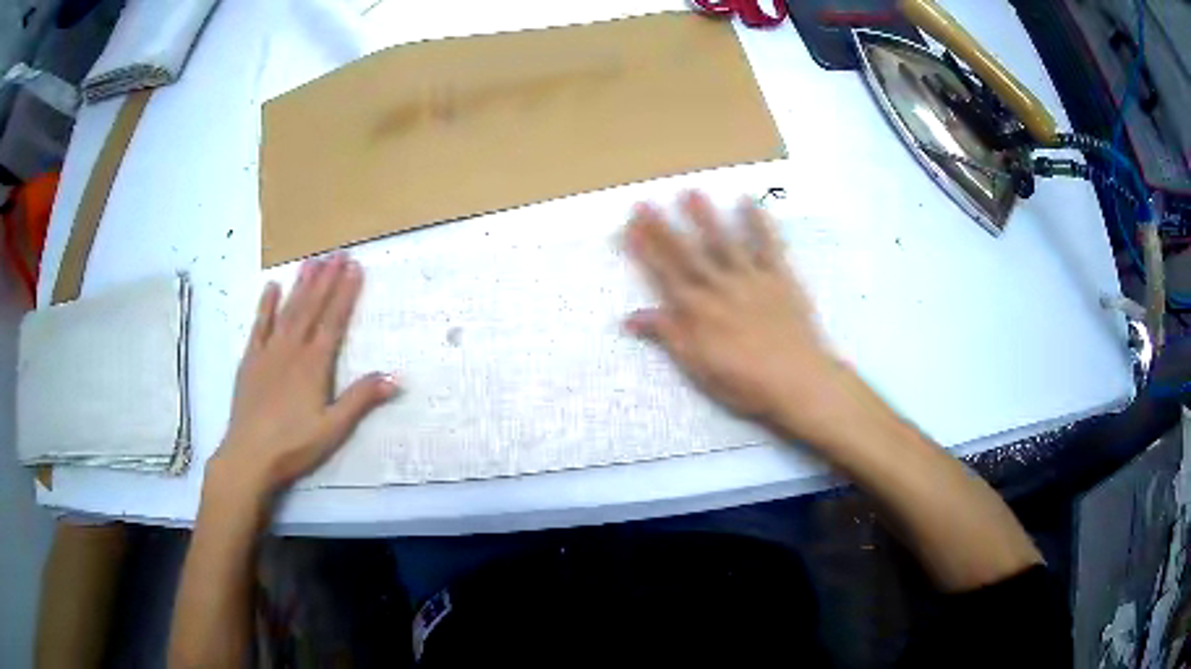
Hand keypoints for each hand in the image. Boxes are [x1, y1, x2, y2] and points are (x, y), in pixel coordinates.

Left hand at [212, 253, 398, 498]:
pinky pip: (258, 326)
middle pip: (311, 308)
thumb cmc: (294, 445)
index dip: (345, 293)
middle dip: (326, 279)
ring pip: (287, 311)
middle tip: (338, 253)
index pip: (333, 321)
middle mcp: (291, 349)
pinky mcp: (250, 360)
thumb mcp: (333, 428)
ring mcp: (268, 352)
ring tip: (312, 261)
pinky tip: (270, 287)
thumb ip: (361, 400)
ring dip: (300, 285)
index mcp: (314, 365)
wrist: (249, 455)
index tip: (355, 268)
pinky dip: (265, 305)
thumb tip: (395, 377)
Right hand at [625, 191, 849, 445]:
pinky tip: (749, 202)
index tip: (630, 226)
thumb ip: (668, 335)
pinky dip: (759, 223)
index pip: (664, 274)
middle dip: (664, 227)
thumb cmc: (744, 382)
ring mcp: (751, 279)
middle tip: (646, 202)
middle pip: (688, 253)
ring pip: (724, 242)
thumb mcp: (698, 366)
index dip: (645, 249)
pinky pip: (768, 246)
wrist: (797, 380)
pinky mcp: (780, 278)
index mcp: (698, 311)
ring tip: (691, 192)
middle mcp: (720, 287)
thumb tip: (629, 318)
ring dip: (706, 217)